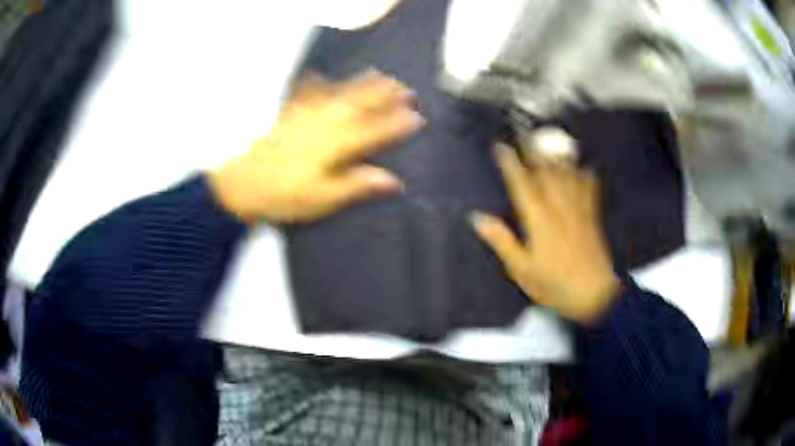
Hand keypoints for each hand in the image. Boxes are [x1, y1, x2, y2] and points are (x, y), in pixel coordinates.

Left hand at [209, 70, 424, 222]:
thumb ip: (358, 185)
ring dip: (361, 83)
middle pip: (360, 105)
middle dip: (385, 95)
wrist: (243, 188)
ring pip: (339, 94)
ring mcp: (305, 117)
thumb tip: (393, 181)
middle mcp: (324, 125)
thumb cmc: (285, 196)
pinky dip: (316, 84)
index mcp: (336, 146)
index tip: (418, 117)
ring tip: (379, 74)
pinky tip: (321, 76)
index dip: (397, 124)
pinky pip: (306, 94)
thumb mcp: (324, 198)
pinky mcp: (289, 116)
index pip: (374, 131)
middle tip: (405, 88)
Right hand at [471, 139, 620, 322]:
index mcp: (538, 219)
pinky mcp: (592, 217)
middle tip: (524, 135)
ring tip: (548, 142)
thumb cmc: (554, 284)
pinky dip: (585, 175)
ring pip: (566, 175)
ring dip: (556, 157)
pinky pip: (588, 189)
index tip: (501, 147)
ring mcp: (577, 210)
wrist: (593, 294)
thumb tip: (478, 219)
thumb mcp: (521, 269)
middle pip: (544, 172)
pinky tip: (584, 167)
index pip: (521, 184)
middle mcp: (558, 208)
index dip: (510, 163)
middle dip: (533, 151)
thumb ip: (501, 241)